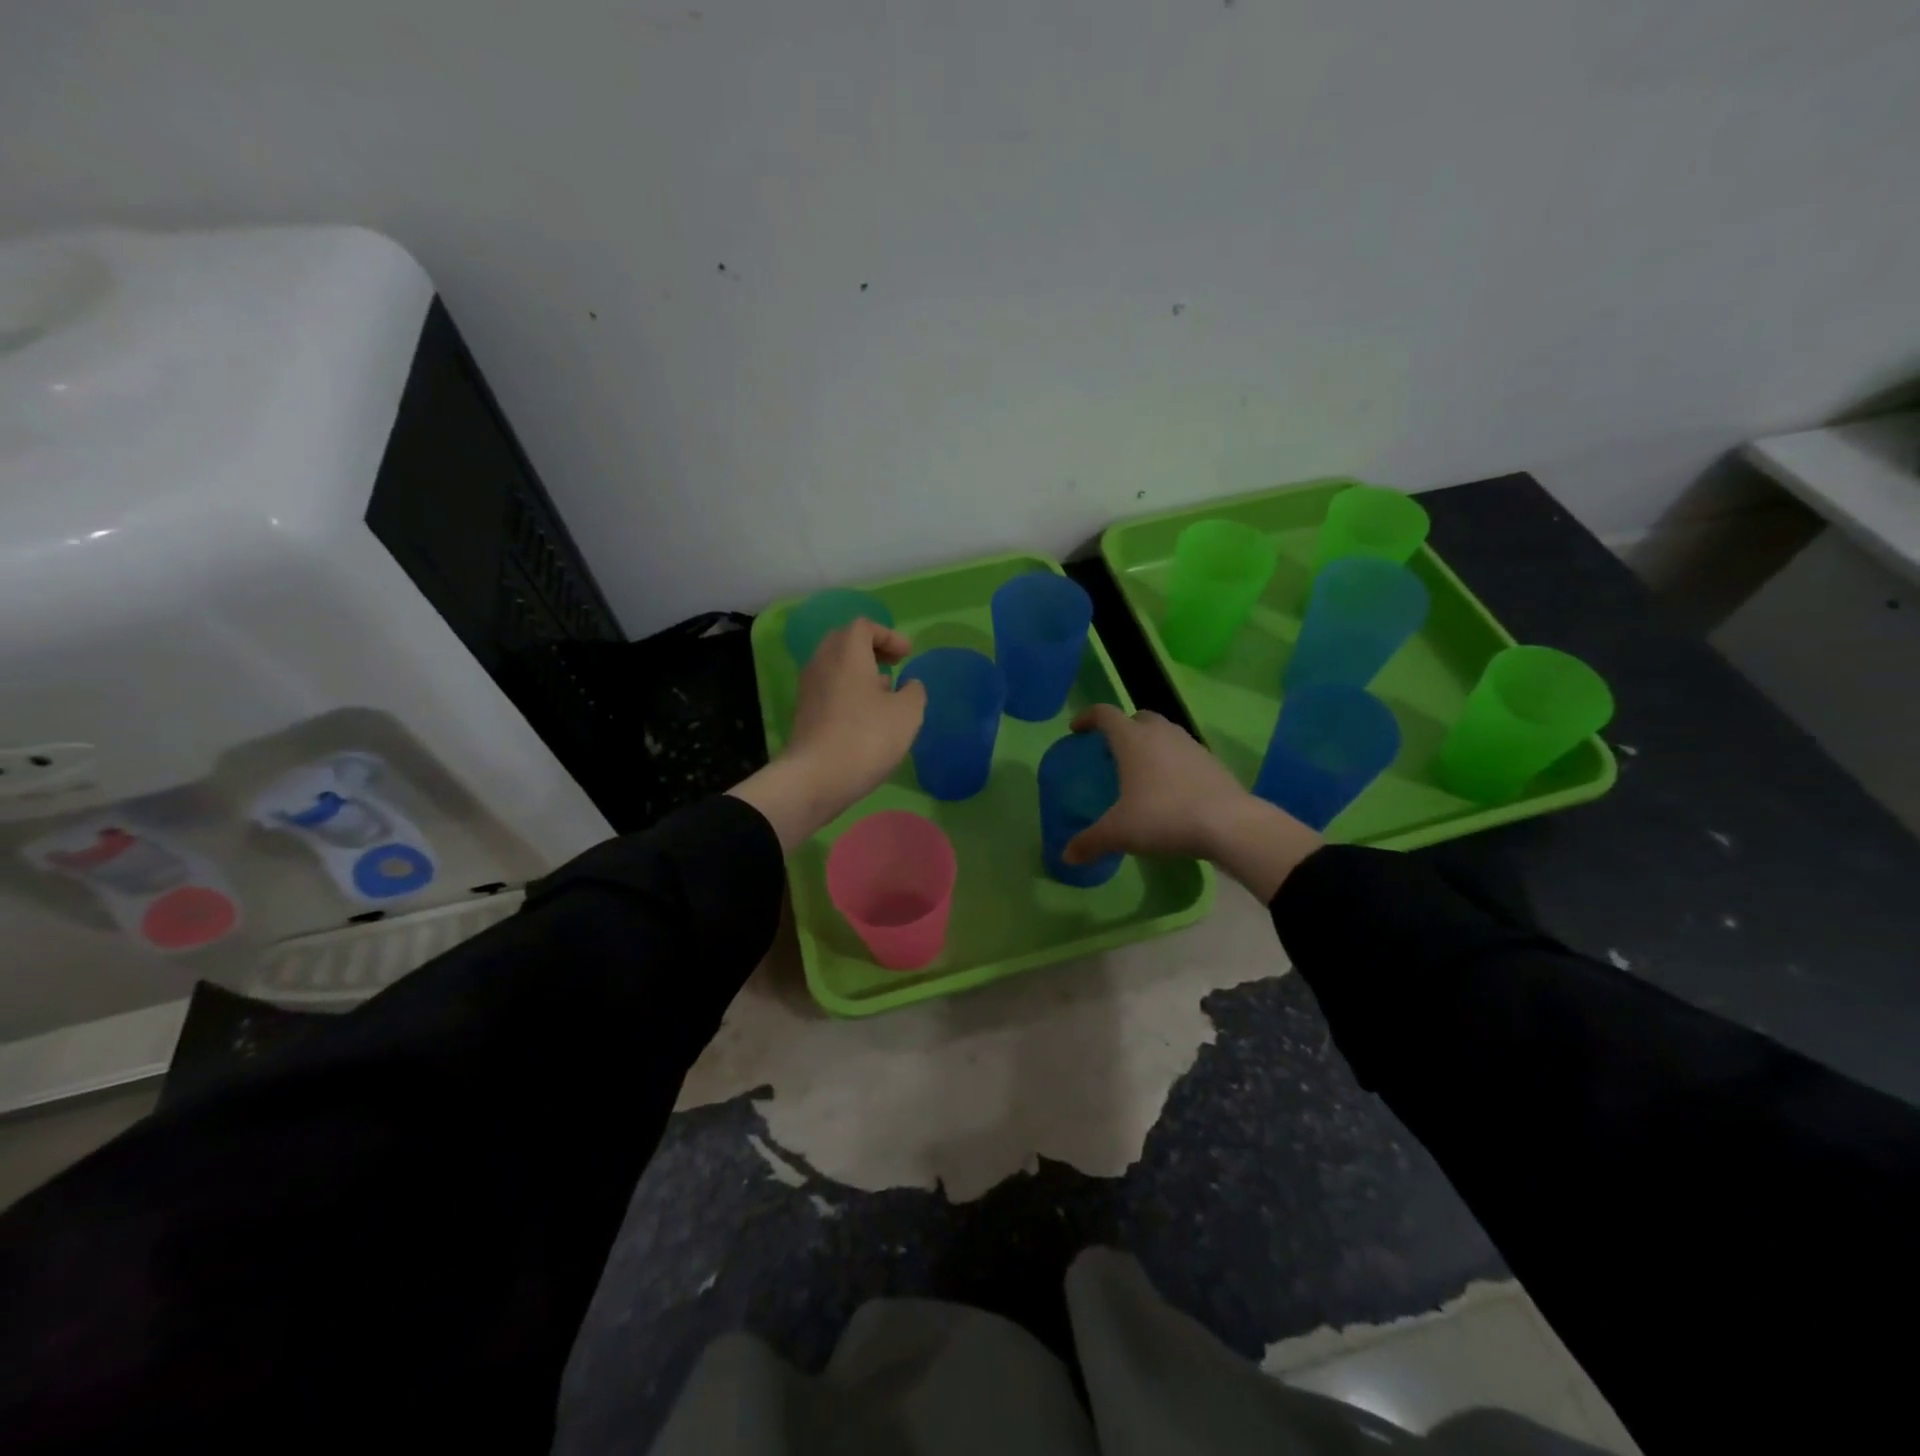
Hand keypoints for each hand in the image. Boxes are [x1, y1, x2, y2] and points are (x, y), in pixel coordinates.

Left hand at [729, 619, 925, 850]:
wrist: (816, 778)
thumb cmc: (867, 737)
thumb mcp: (908, 713)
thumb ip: (914, 692)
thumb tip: (909, 685)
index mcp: (847, 652)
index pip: (864, 626)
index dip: (889, 635)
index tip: (907, 655)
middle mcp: (822, 662)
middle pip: (845, 642)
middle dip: (871, 649)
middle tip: (894, 665)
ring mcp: (809, 688)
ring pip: (835, 666)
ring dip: (860, 672)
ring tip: (884, 692)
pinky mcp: (804, 713)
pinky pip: (829, 689)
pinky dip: (848, 691)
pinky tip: (866, 716)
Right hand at [1063, 705, 1321, 900]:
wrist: (1229, 824)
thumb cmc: (1164, 817)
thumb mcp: (1120, 833)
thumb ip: (1090, 842)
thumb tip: (1067, 856)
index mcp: (1133, 740)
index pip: (1105, 714)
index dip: (1087, 717)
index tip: (1076, 729)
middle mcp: (1161, 733)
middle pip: (1137, 717)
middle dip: (1122, 729)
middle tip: (1111, 752)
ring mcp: (1190, 744)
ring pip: (1163, 733)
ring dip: (1149, 744)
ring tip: (1140, 771)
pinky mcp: (1211, 761)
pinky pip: (1183, 753)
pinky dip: (1171, 762)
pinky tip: (1169, 789)